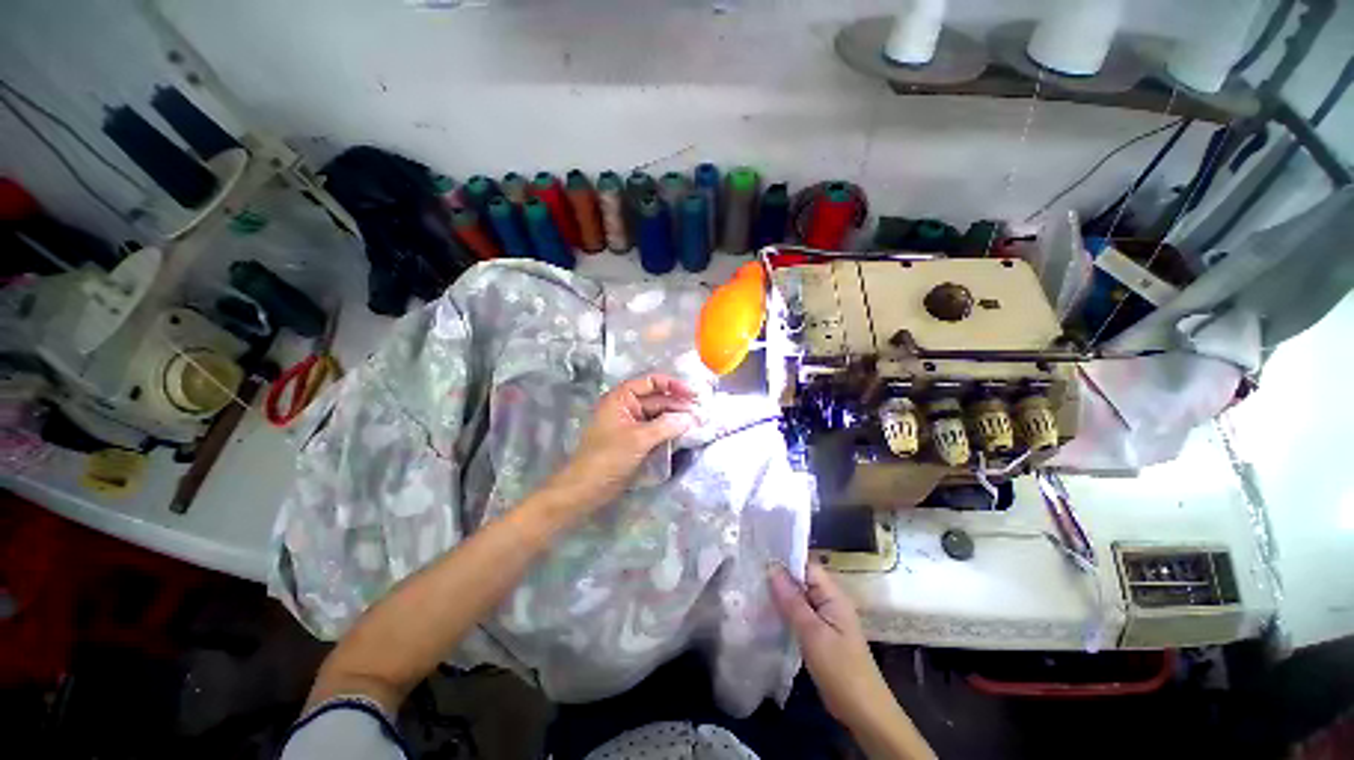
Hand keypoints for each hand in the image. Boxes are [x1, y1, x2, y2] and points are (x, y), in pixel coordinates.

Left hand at [546, 373, 698, 513]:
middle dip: (678, 405)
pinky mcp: (634, 440)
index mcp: (621, 398)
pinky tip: (684, 435)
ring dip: (675, 419)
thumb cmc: (608, 458)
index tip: (693, 394)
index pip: (651, 382)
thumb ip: (666, 425)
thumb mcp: (638, 439)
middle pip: (657, 399)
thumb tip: (690, 418)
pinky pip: (655, 430)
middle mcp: (626, 407)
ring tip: (697, 423)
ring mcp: (630, 424)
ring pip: (658, 416)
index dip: (673, 385)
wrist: (586, 489)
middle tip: (701, 413)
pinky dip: (669, 431)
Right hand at [768, 561, 895, 726]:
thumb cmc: (840, 669)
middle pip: (801, 580)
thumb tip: (772, 567)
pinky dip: (785, 613)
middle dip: (778, 577)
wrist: (863, 712)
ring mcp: (825, 618)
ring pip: (798, 598)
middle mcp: (829, 601)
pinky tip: (765, 614)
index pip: (806, 565)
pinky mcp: (820, 634)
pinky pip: (799, 615)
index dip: (784, 559)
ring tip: (752, 590)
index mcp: (833, 595)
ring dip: (779, 596)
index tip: (758, 556)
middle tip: (750, 573)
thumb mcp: (812, 633)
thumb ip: (792, 600)